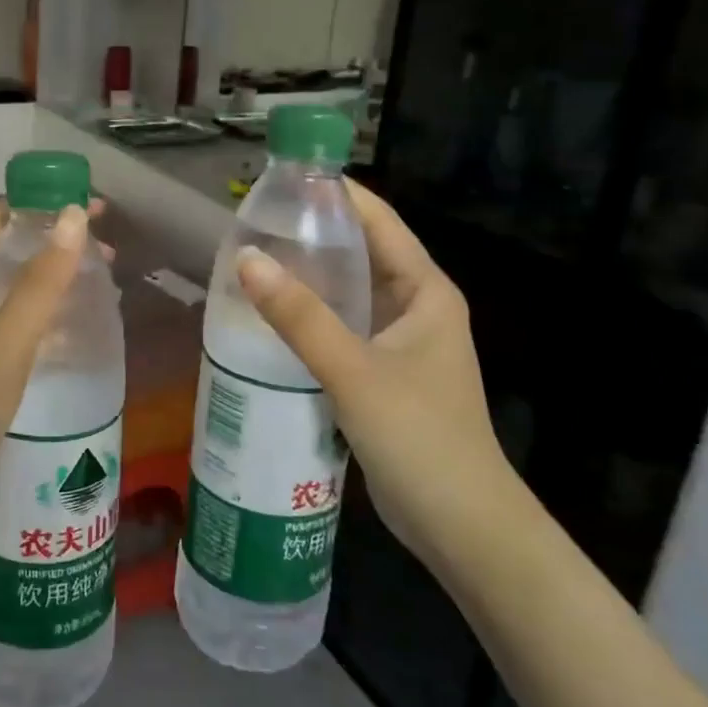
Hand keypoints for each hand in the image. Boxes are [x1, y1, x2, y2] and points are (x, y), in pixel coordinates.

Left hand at [0, 200, 93, 555]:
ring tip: (100, 284)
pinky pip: (8, 318)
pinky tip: (73, 326)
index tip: (94, 210)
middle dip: (54, 242)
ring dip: (52, 277)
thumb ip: (40, 283)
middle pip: (6, 248)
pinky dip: (41, 312)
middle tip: (108, 252)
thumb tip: (72, 217)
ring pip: (10, 284)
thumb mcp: (3, 345)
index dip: (43, 205)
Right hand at [235, 181, 524, 564]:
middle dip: (312, 235)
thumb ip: (300, 316)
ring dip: (309, 277)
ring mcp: (401, 342)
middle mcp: (417, 307)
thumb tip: (245, 258)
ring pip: (349, 293)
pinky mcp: (384, 373)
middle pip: (361, 253)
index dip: (335, 194)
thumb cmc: (420, 438)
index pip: (378, 221)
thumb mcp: (354, 372)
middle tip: (253, 222)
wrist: (462, 527)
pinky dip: (311, 317)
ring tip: (252, 261)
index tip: (282, 179)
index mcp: (426, 291)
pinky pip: (343, 328)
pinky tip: (271, 318)